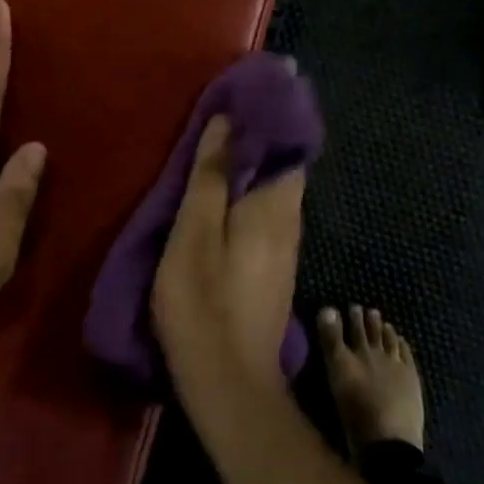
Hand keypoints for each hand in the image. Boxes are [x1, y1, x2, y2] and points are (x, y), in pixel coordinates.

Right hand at [150, 115, 305, 393]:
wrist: (228, 383)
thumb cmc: (203, 303)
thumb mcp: (193, 234)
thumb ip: (209, 178)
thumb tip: (226, 123)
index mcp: (275, 208)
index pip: (288, 147)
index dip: (268, 120)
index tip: (240, 100)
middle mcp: (290, 224)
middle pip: (281, 170)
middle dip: (256, 143)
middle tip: (217, 123)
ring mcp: (285, 252)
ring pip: (272, 196)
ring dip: (249, 172)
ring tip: (213, 156)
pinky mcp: (273, 273)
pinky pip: (265, 220)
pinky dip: (246, 200)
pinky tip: (220, 205)